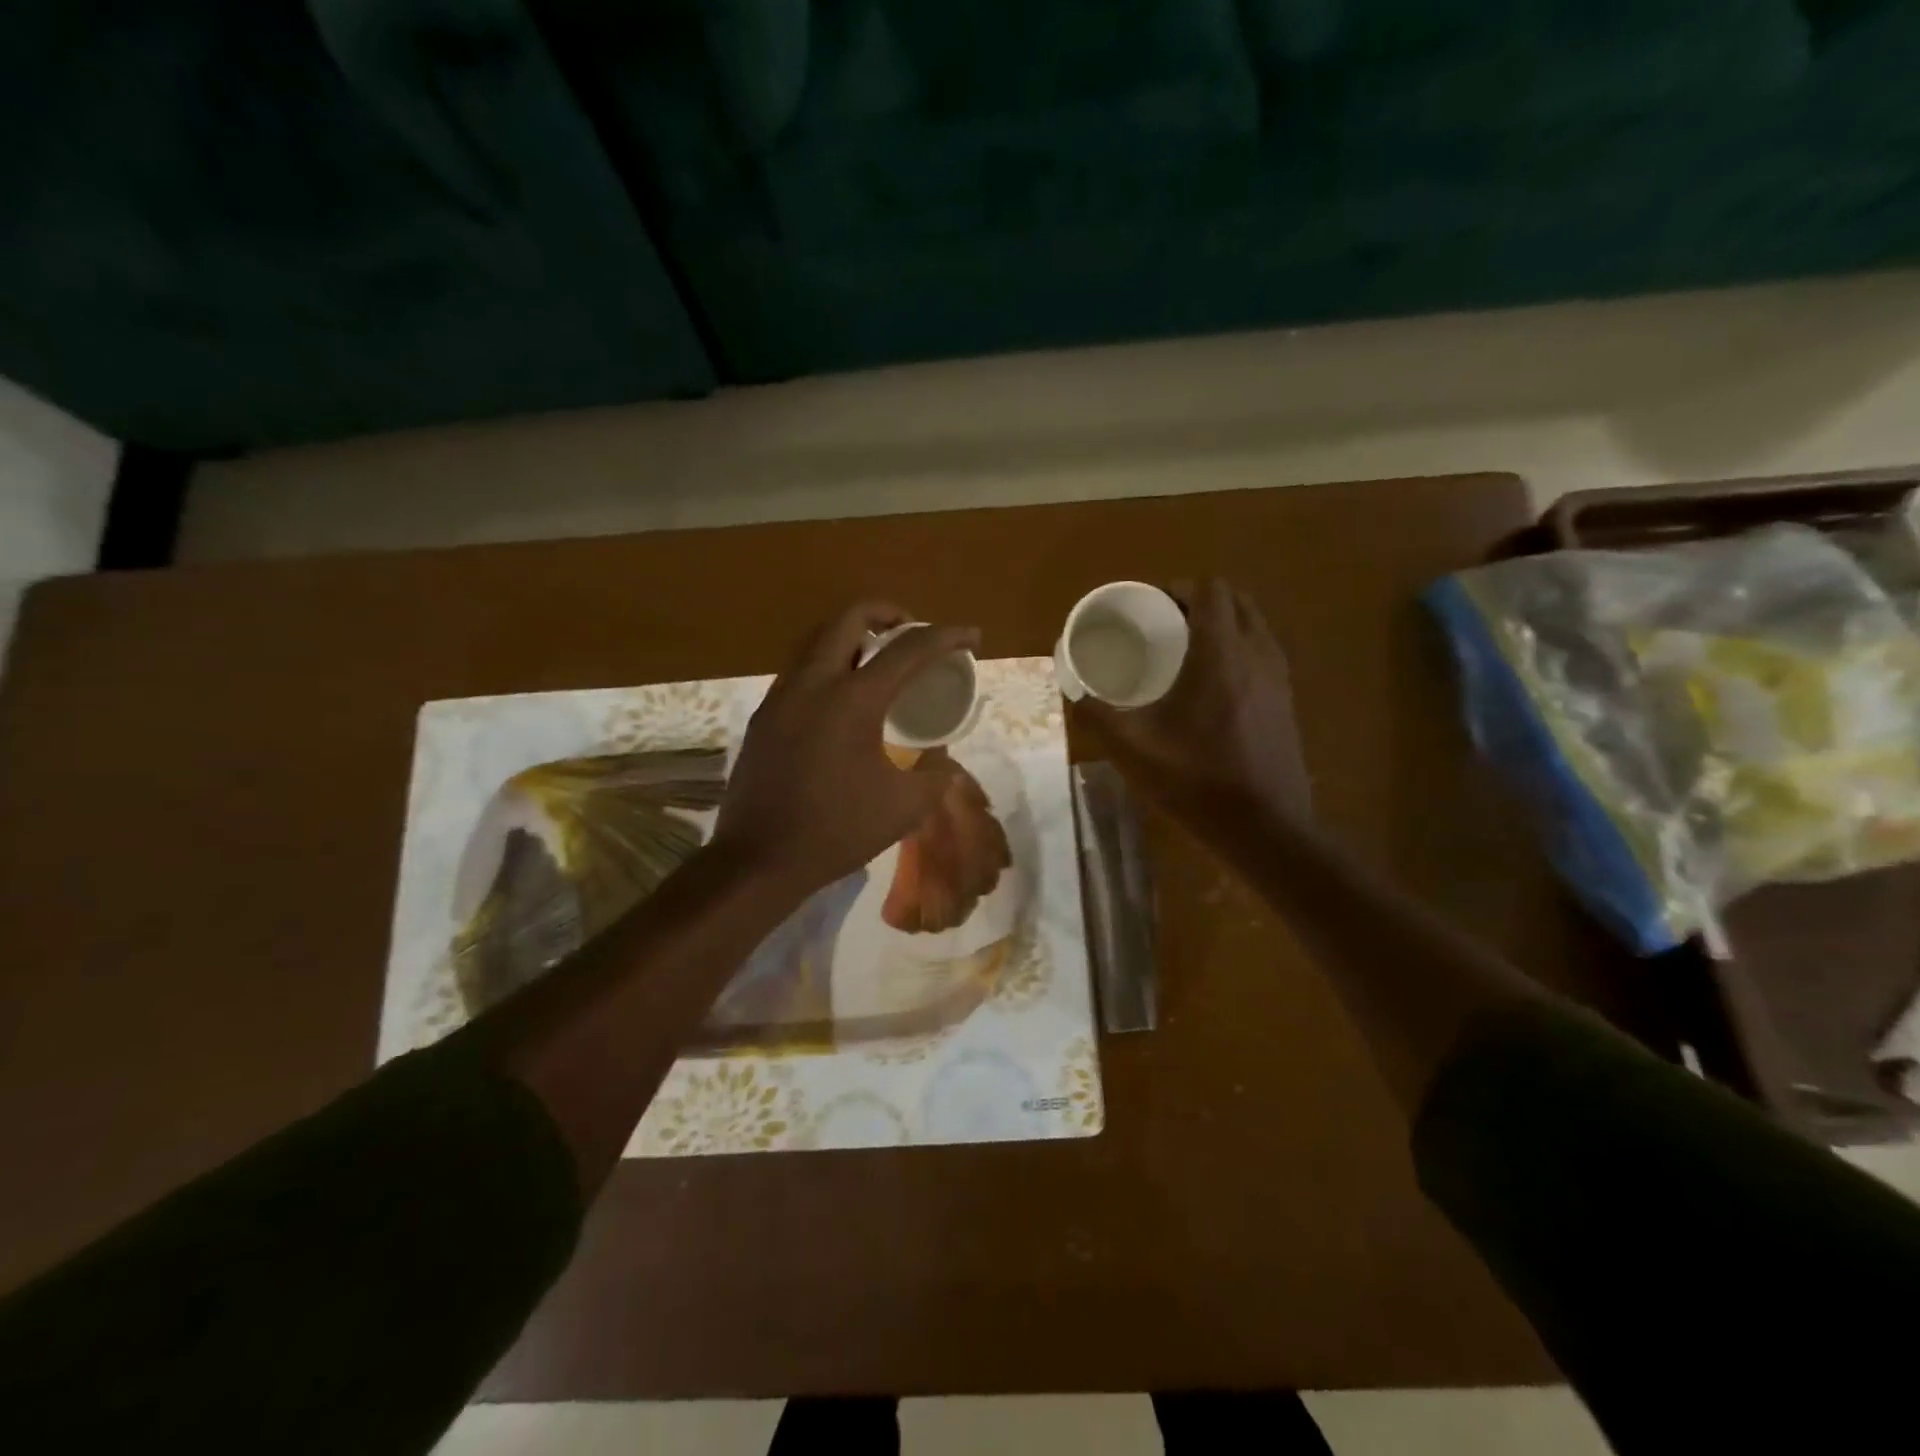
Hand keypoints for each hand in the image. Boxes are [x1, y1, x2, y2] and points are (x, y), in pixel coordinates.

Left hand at [712, 603, 979, 895]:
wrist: (759, 859)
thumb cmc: (837, 831)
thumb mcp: (905, 807)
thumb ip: (935, 774)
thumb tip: (942, 759)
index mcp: (853, 700)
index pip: (908, 648)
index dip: (947, 636)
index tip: (972, 636)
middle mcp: (813, 683)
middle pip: (849, 617)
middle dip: (888, 612)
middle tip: (912, 631)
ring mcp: (782, 696)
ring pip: (818, 639)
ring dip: (853, 635)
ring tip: (879, 658)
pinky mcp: (765, 716)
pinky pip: (801, 669)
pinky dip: (830, 663)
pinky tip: (843, 697)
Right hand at [1078, 578, 1310, 828]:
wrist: (1266, 826)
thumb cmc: (1198, 780)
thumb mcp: (1133, 749)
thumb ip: (1099, 715)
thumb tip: (1075, 693)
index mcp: (1221, 653)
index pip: (1210, 590)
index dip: (1179, 588)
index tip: (1151, 606)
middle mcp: (1257, 653)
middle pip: (1235, 601)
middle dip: (1199, 602)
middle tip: (1164, 625)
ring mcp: (1278, 677)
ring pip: (1253, 626)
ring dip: (1222, 625)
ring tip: (1185, 651)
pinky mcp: (1286, 701)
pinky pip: (1261, 653)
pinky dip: (1237, 650)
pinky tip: (1211, 687)